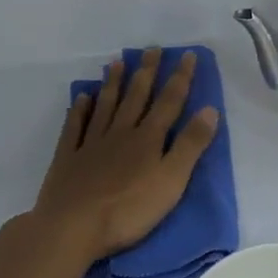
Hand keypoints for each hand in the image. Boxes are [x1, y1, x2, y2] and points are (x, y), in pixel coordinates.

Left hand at [31, 48, 221, 261]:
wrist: (71, 228)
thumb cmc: (129, 210)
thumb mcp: (172, 181)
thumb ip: (190, 145)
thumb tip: (210, 109)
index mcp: (148, 139)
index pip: (169, 102)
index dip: (180, 78)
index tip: (188, 55)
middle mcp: (120, 133)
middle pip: (136, 97)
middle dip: (147, 72)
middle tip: (151, 49)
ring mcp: (91, 144)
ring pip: (106, 106)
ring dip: (113, 83)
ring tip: (117, 62)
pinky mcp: (68, 159)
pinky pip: (75, 128)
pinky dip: (80, 110)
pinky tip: (83, 97)